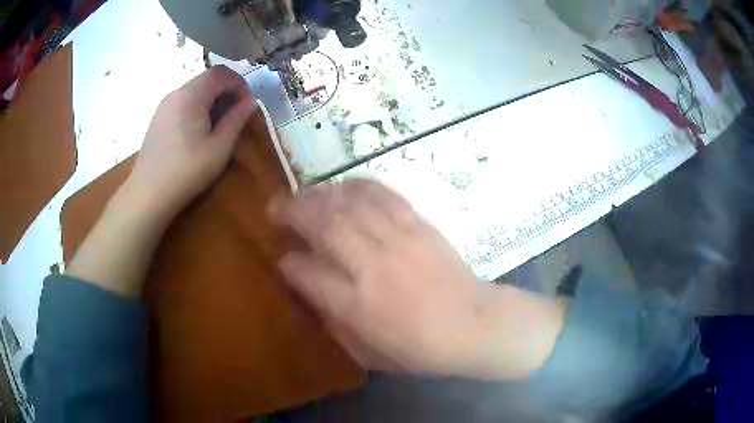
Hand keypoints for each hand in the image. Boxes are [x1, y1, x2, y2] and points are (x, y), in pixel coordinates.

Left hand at [126, 65, 255, 219]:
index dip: (239, 83)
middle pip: (207, 79)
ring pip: (195, 91)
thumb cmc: (185, 172)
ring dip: (212, 101)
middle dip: (227, 92)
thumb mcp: (218, 148)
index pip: (221, 73)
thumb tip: (250, 103)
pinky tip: (199, 132)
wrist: (148, 195)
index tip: (247, 105)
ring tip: (218, 125)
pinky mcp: (159, 118)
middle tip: (236, 116)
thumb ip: (236, 120)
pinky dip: (198, 108)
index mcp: (191, 96)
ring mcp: (164, 105)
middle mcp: (176, 93)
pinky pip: (183, 102)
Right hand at [275, 179, 566, 378]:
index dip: (288, 262)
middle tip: (275, 206)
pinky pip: (383, 195)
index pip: (306, 273)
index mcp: (356, 305)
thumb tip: (311, 291)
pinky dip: (359, 185)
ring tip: (305, 192)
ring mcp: (397, 240)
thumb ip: (335, 322)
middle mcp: (371, 266)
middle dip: (292, 211)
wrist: (474, 325)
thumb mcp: (369, 353)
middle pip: (322, 225)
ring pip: (349, 204)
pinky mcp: (419, 225)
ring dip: (320, 194)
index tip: (282, 257)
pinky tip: (344, 185)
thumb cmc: (421, 349)